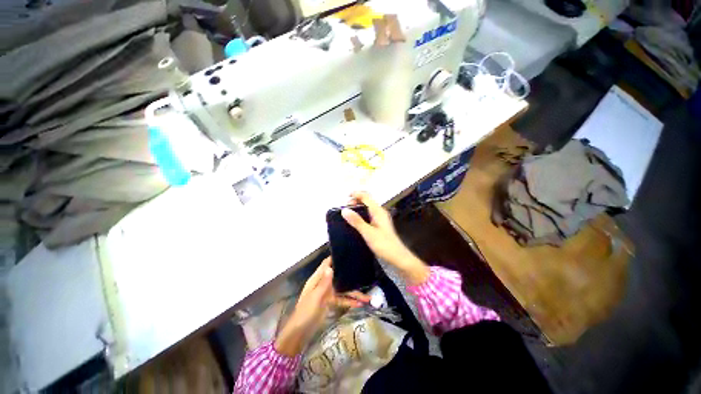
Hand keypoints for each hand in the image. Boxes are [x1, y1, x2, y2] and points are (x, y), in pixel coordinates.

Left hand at [275, 258, 369, 356]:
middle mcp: (324, 283)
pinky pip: (342, 299)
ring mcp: (328, 293)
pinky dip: (350, 301)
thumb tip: (331, 267)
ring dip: (354, 293)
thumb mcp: (315, 297)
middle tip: (365, 273)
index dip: (335, 258)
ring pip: (343, 289)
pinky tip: (361, 304)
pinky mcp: (331, 302)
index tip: (348, 254)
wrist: (300, 333)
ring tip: (368, 297)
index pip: (326, 264)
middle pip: (339, 276)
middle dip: (350, 276)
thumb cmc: (305, 312)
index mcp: (317, 278)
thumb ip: (324, 283)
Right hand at [341, 191, 429, 285]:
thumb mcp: (368, 233)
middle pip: (366, 201)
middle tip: (344, 209)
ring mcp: (379, 219)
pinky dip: (360, 216)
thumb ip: (356, 221)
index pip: (366, 196)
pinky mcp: (378, 226)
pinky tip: (354, 223)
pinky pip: (367, 216)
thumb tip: (344, 210)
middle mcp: (379, 212)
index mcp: (378, 211)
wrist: (397, 258)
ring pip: (366, 209)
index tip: (345, 198)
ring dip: (357, 209)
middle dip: (355, 202)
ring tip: (347, 215)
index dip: (355, 194)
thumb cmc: (384, 245)